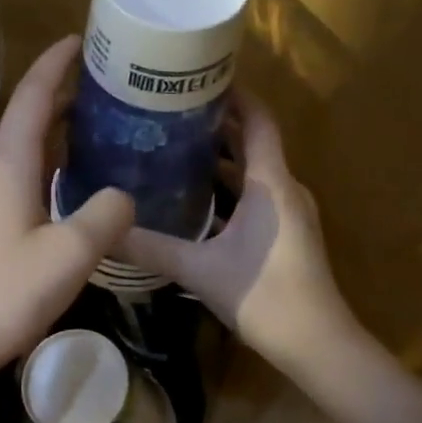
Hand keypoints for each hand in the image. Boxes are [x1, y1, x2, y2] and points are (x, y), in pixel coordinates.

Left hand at [0, 36, 133, 395]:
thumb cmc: (0, 293)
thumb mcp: (69, 255)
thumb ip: (105, 216)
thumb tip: (121, 196)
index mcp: (5, 161)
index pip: (34, 94)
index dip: (57, 63)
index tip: (80, 39)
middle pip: (22, 120)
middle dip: (60, 101)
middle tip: (103, 95)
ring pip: (11, 153)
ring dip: (47, 138)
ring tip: (85, 139)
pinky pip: (1, 180)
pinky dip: (33, 169)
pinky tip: (51, 194)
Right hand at [119, 90, 358, 378]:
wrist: (317, 345)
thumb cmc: (264, 296)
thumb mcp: (199, 270)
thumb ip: (151, 248)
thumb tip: (104, 230)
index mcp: (270, 183)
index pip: (258, 120)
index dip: (235, 94)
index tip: (200, 77)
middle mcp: (283, 189)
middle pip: (253, 141)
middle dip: (217, 123)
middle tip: (171, 111)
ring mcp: (288, 212)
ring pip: (254, 171)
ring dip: (221, 157)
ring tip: (175, 146)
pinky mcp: (285, 234)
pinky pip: (256, 195)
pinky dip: (229, 187)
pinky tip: (195, 196)